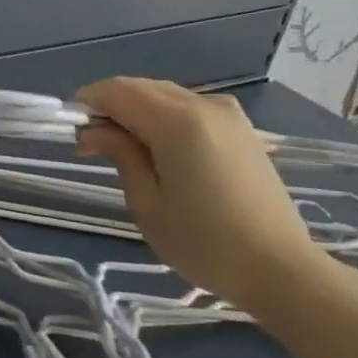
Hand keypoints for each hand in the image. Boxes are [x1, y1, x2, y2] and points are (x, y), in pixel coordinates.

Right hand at [74, 78, 326, 307]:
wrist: (281, 269)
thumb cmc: (203, 242)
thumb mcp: (146, 202)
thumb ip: (119, 154)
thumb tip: (93, 131)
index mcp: (177, 122)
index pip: (117, 91)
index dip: (88, 105)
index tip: (76, 137)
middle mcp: (204, 106)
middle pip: (141, 88)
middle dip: (110, 108)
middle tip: (94, 147)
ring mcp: (229, 115)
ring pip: (165, 95)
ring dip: (136, 112)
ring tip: (125, 151)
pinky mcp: (242, 130)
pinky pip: (189, 108)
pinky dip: (163, 118)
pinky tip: (160, 151)